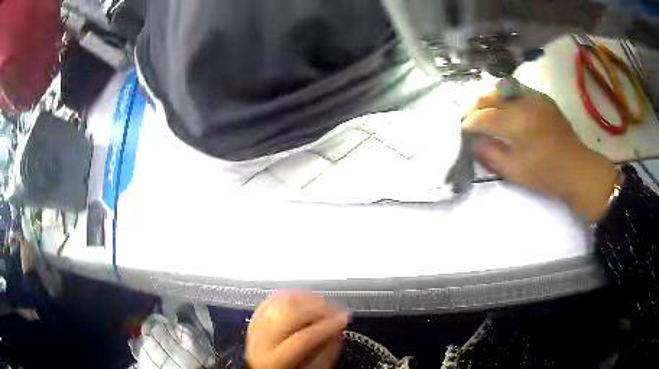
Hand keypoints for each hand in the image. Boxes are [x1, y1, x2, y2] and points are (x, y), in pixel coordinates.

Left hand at [246, 291, 349, 368]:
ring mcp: (256, 327)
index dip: (327, 326)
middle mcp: (261, 340)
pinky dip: (291, 295)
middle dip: (318, 307)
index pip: (303, 338)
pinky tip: (305, 297)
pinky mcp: (255, 318)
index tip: (345, 318)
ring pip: (280, 302)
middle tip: (336, 309)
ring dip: (306, 298)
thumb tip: (337, 332)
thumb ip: (324, 356)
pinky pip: (271, 299)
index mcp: (275, 359)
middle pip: (290, 314)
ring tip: (323, 303)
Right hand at [463, 81, 617, 222]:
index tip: (463, 130)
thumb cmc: (546, 175)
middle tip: (468, 118)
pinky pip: (517, 90)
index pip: (485, 116)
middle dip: (474, 105)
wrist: (577, 168)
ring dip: (488, 97)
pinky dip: (505, 96)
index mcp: (518, 123)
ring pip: (502, 87)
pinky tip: (504, 108)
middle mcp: (525, 103)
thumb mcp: (515, 172)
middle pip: (490, 95)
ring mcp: (535, 97)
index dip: (470, 122)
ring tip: (483, 110)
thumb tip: (473, 142)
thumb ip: (491, 155)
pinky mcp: (543, 98)